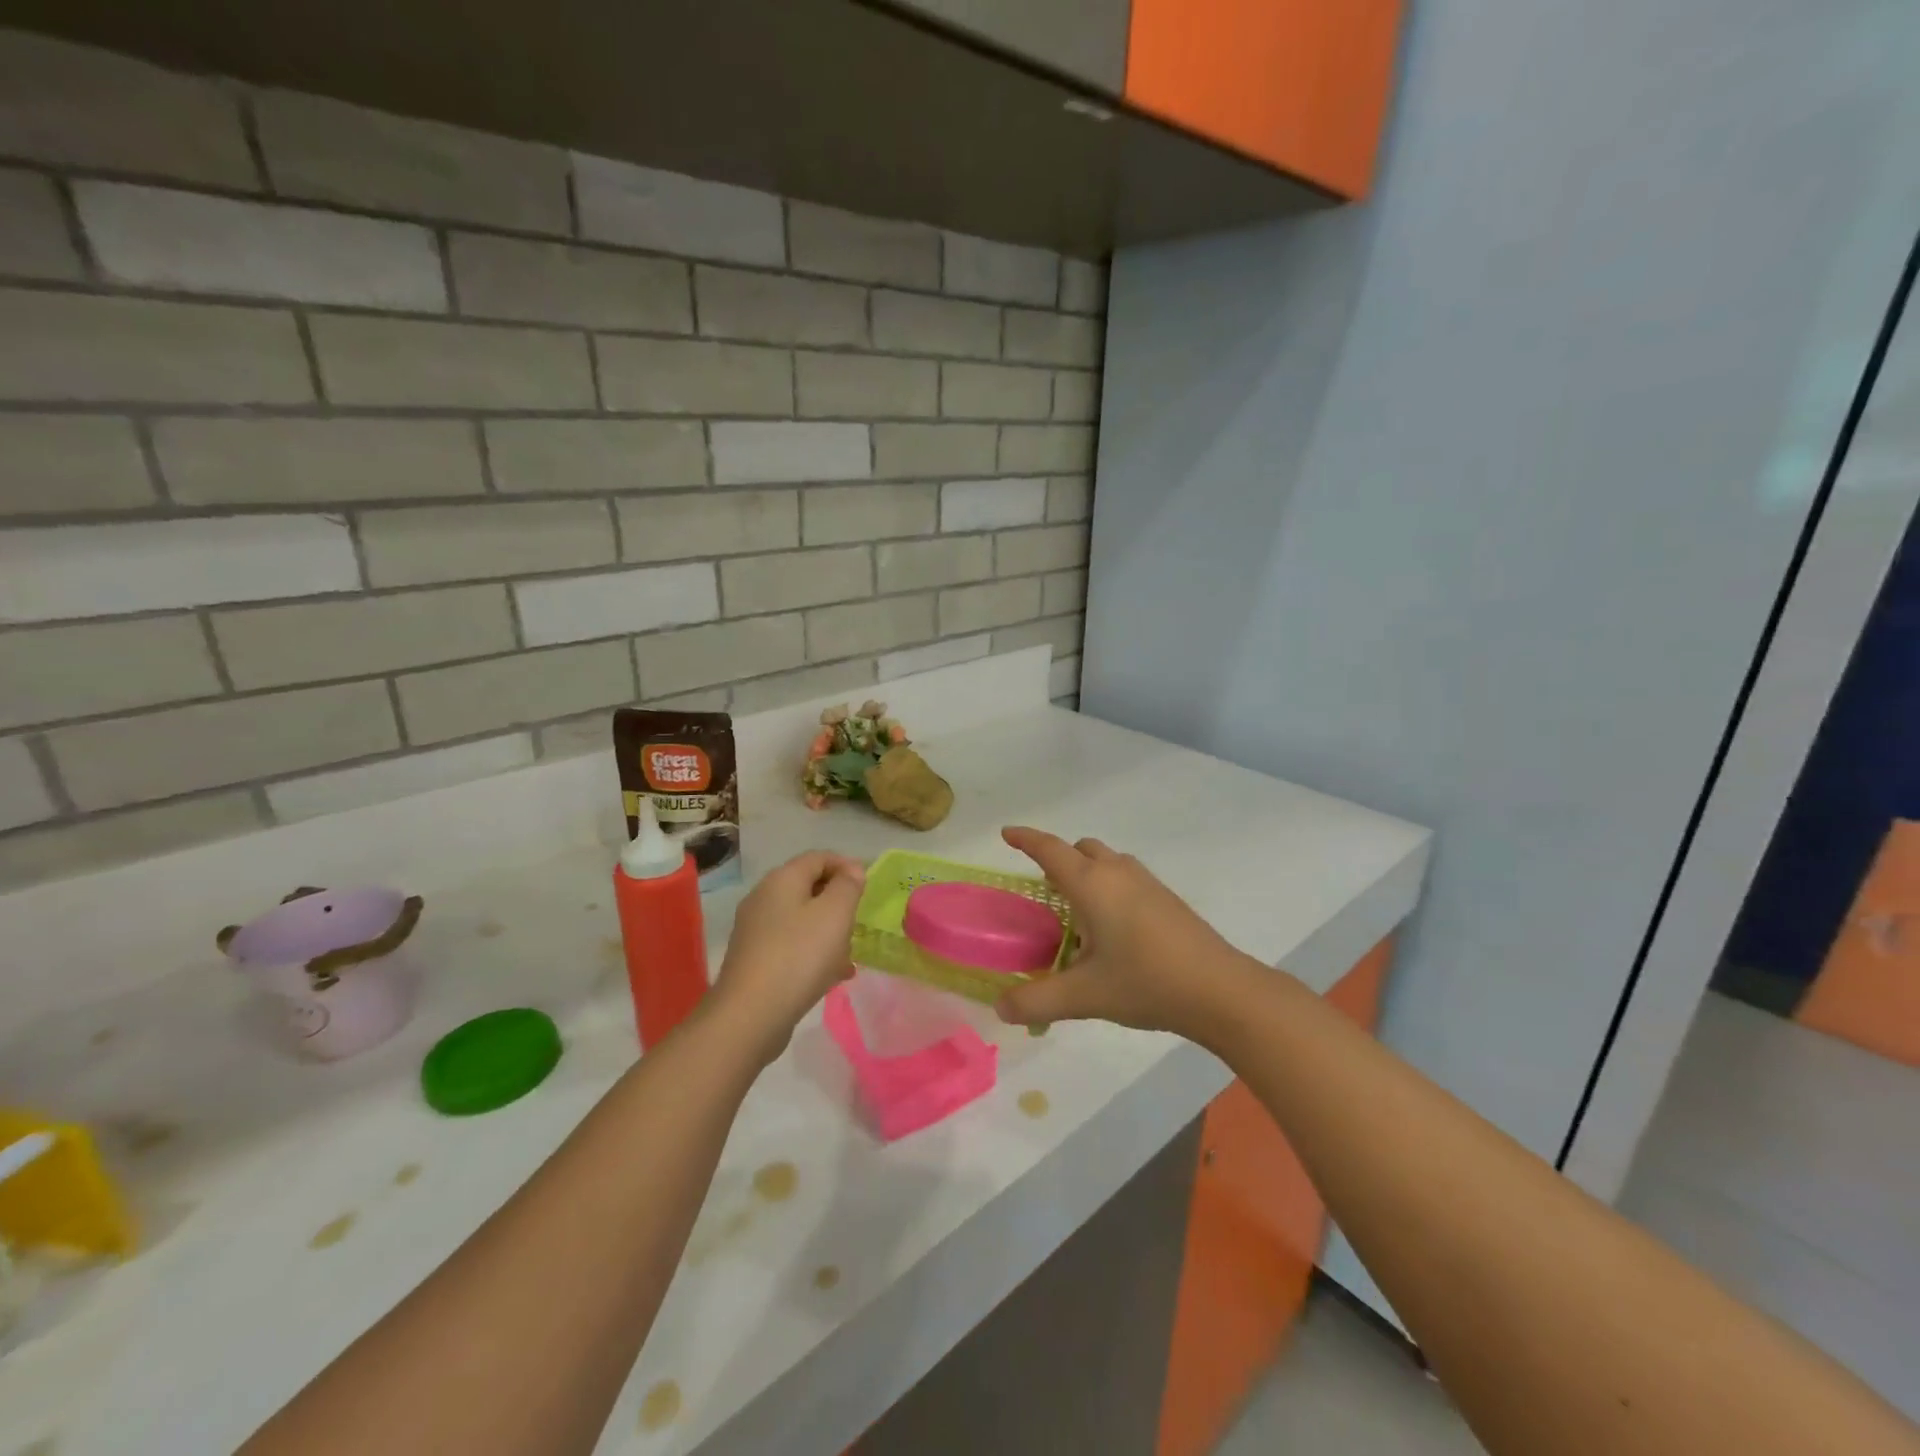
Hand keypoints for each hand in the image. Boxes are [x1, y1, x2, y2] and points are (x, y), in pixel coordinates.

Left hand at [711, 850, 865, 1064]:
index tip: (868, 888)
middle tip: (858, 923)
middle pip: (809, 888)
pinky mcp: (754, 960)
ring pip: (801, 920)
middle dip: (838, 903)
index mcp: (782, 880)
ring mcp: (755, 930)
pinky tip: (829, 976)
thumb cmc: (799, 956)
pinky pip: (791, 945)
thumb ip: (848, 886)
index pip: (818, 857)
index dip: (846, 866)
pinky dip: (813, 953)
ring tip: (847, 957)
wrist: (749, 1016)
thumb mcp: (835, 914)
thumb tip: (851, 869)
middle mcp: (763, 898)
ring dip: (828, 932)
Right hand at [994, 827, 1248, 1042]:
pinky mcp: (1166, 899)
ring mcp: (1147, 883)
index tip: (1006, 833)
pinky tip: (1113, 929)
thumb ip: (1036, 1001)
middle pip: (1080, 849)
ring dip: (1086, 873)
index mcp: (1091, 883)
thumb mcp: (1084, 996)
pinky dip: (1108, 887)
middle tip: (1044, 891)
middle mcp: (1117, 872)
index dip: (1025, 838)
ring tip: (1077, 913)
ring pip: (1107, 862)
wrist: (1220, 990)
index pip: (1049, 849)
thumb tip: (1000, 1009)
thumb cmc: (1145, 981)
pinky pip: (1126, 878)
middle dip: (1058, 859)